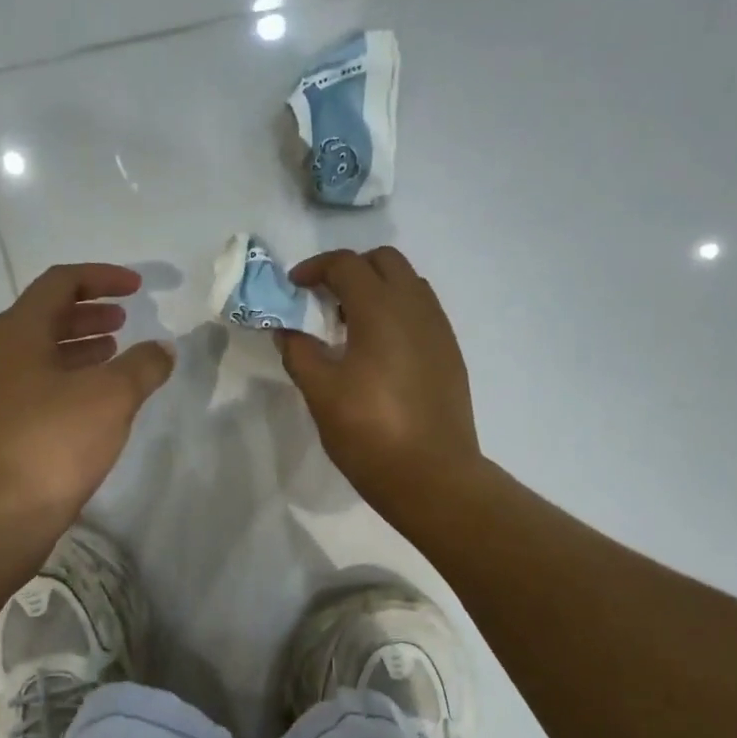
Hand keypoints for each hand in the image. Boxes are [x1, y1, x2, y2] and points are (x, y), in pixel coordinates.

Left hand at [0, 263, 173, 538]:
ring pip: (42, 353)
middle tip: (124, 319)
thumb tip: (162, 348)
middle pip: (46, 315)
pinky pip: (39, 385)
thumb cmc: (52, 442)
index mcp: (18, 332)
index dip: (101, 277)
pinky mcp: (0, 427)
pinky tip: (95, 400)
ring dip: (80, 346)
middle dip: (89, 312)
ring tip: (115, 353)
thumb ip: (142, 366)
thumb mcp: (110, 397)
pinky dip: (70, 378)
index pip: (60, 283)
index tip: (137, 288)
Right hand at [277, 247, 481, 517]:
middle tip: (324, 302)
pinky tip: (380, 352)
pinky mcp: (450, 354)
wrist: (433, 476)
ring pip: (409, 284)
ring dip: (377, 290)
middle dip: (351, 270)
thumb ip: (299, 353)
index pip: (347, 264)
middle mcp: (416, 308)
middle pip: (385, 261)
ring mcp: (439, 330)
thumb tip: (286, 330)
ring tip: (351, 326)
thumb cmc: (370, 433)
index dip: (315, 268)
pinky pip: (422, 312)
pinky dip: (397, 313)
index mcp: (381, 310)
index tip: (294, 288)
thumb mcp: (321, 394)